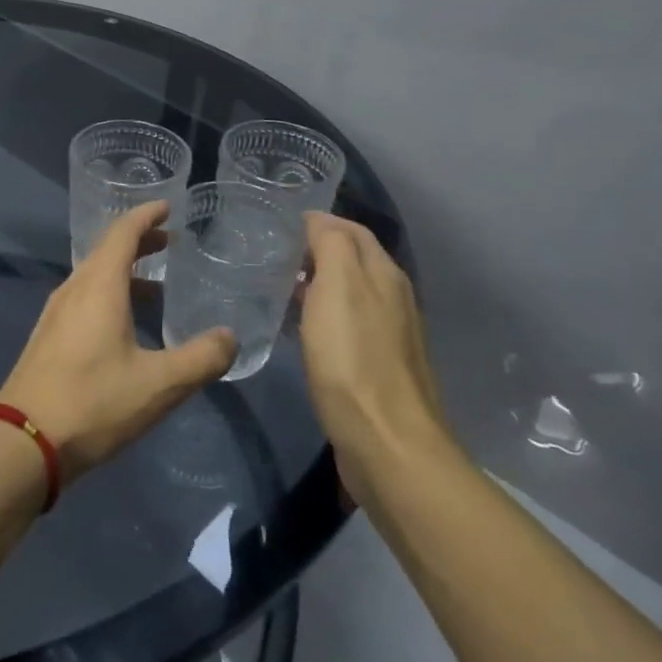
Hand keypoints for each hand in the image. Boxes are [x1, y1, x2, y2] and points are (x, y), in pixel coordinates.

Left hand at [0, 202, 236, 485]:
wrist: (23, 441)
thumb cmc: (93, 402)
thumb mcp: (160, 384)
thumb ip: (201, 358)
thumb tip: (230, 337)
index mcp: (98, 286)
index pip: (122, 232)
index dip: (146, 215)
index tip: (168, 206)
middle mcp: (73, 290)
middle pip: (106, 251)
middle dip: (139, 243)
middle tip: (171, 243)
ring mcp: (55, 314)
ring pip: (93, 278)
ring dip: (124, 273)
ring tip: (157, 287)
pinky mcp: (48, 338)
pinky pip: (84, 300)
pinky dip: (110, 295)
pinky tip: (126, 327)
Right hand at [299, 213, 456, 503]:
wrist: (386, 442)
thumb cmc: (353, 359)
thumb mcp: (338, 287)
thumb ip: (331, 244)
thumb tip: (317, 220)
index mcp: (384, 274)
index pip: (350, 230)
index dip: (316, 222)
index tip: (275, 226)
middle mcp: (392, 298)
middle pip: (352, 260)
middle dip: (314, 251)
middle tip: (269, 255)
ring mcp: (388, 335)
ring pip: (348, 294)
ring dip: (316, 285)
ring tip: (275, 288)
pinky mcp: (376, 367)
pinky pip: (345, 326)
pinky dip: (321, 317)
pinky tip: (298, 330)